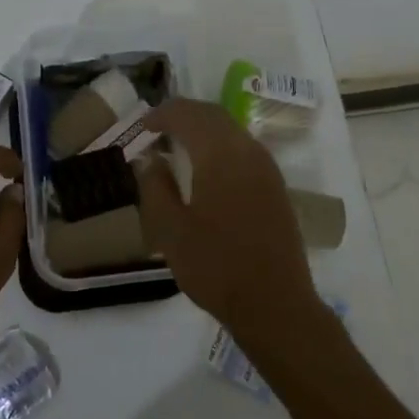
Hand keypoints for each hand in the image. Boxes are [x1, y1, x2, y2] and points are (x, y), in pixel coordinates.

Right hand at [135, 97, 318, 338]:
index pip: (189, 115)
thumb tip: (151, 159)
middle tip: (158, 128)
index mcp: (220, 155)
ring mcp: (267, 168)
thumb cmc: (216, 266)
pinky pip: (244, 149)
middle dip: (184, 114)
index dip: (163, 114)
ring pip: (231, 130)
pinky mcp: (276, 186)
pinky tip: (206, 168)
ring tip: (178, 144)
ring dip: (204, 128)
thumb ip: (155, 187)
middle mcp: (248, 151)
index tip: (142, 126)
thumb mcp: (170, 230)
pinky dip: (220, 145)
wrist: (275, 304)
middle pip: (213, 115)